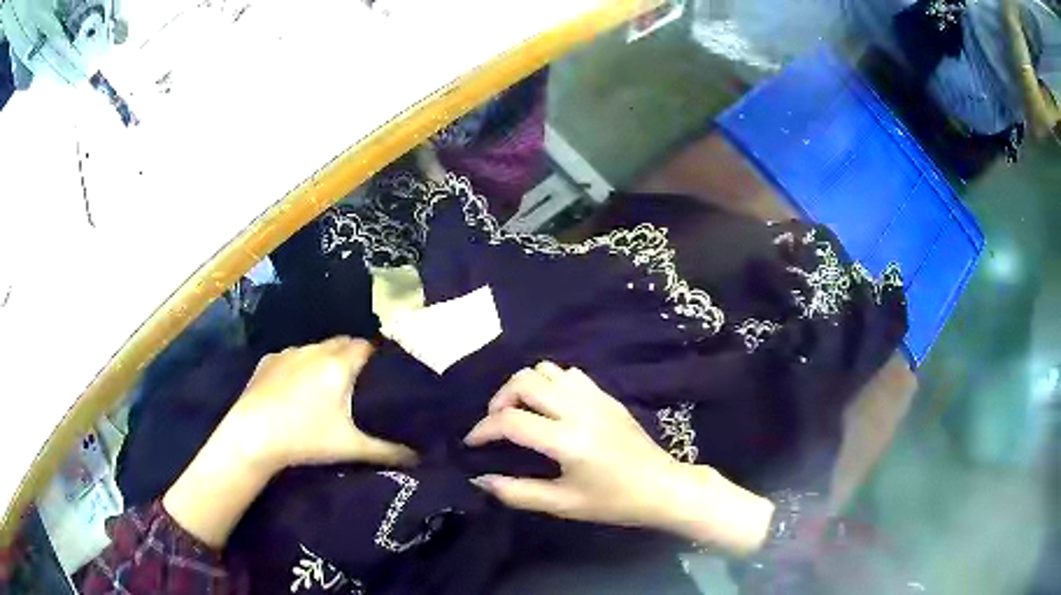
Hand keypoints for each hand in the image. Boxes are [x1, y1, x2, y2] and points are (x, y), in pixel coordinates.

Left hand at [164, 337, 415, 547]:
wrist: (252, 437)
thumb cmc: (306, 439)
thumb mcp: (351, 447)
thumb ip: (389, 450)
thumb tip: (420, 458)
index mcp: (339, 364)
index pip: (366, 346)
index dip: (377, 358)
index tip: (383, 375)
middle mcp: (315, 350)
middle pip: (342, 342)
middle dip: (352, 357)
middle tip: (358, 384)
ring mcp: (288, 353)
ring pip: (316, 349)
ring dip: (325, 360)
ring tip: (326, 387)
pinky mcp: (268, 361)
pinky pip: (292, 357)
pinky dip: (299, 366)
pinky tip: (295, 391)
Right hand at [464, 363, 774, 555]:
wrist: (662, 487)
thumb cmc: (613, 502)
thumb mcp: (563, 505)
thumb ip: (517, 493)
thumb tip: (481, 478)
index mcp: (567, 439)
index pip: (510, 420)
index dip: (482, 429)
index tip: (471, 443)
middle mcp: (578, 409)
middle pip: (524, 381)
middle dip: (499, 400)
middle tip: (496, 425)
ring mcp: (595, 397)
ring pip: (545, 369)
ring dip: (523, 387)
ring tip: (520, 412)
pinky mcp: (606, 395)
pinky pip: (569, 374)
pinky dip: (549, 382)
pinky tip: (550, 407)